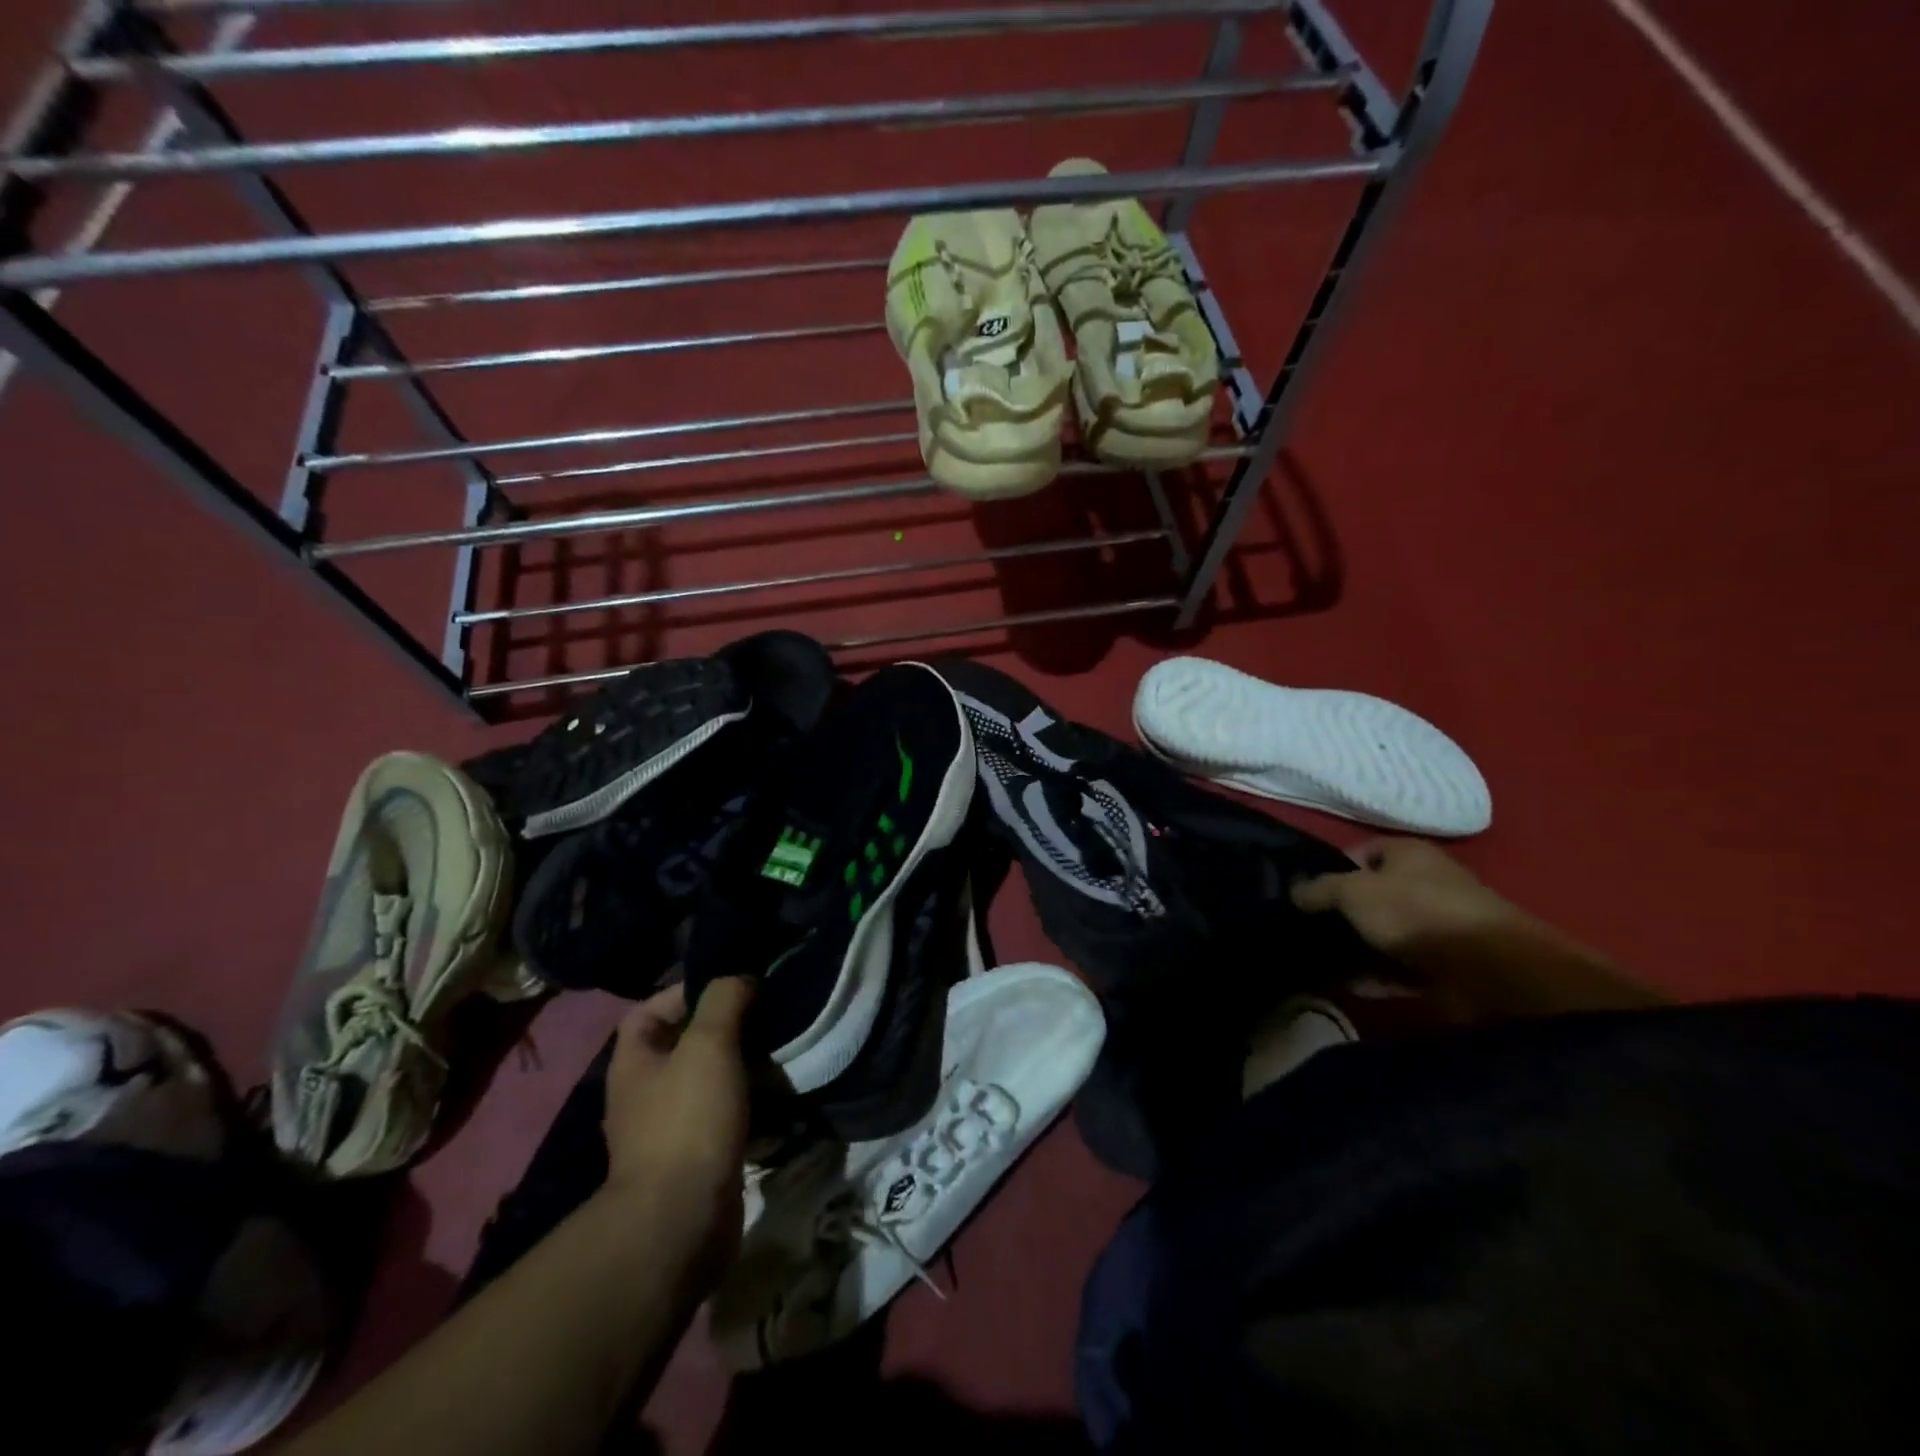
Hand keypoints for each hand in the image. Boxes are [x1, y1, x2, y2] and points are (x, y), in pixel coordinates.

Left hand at [600, 978, 754, 1253]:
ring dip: (741, 1065)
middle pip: (683, 1044)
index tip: (731, 986)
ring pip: (708, 1080)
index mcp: (634, 1062)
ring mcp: (669, 1129)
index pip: (648, 1010)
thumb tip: (741, 978)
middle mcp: (644, 1093)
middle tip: (766, 1015)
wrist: (682, 1221)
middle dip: (724, 1027)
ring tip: (779, 1050)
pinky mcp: (697, 1158)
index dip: (685, 991)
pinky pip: (724, 1115)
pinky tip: (778, 1095)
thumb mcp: (708, 1044)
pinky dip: (748, 1102)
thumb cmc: (688, 1120)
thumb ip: (724, 1000)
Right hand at [1291, 838, 1522, 958]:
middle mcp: (1422, 885)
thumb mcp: (1355, 891)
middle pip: (1369, 896)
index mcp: (1407, 854)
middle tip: (1306, 930)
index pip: (1359, 853)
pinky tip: (1345, 986)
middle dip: (1340, 914)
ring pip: (1382, 934)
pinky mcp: (1441, 966)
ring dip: (1354, 949)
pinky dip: (1374, 977)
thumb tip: (1294, 892)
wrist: (1494, 972)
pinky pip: (1397, 968)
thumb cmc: (1418, 913)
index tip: (1305, 895)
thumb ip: (1319, 889)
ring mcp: (1434, 928)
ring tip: (1316, 962)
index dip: (1331, 870)